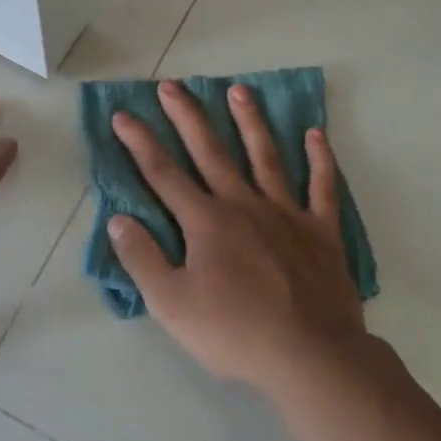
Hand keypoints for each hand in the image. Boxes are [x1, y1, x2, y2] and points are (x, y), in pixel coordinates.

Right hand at [109, 81, 369, 396]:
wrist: (311, 355)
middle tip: (171, 85)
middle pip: (210, 151)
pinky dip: (320, 159)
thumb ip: (142, 259)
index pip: (163, 174)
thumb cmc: (235, 332)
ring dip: (250, 122)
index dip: (139, 143)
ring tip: (239, 90)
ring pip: (265, 156)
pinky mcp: (321, 230)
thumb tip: (118, 219)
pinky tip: (315, 134)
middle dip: (187, 117)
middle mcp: (243, 204)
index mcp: (205, 222)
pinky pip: (322, 186)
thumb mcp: (171, 304)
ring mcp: (287, 213)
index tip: (123, 115)